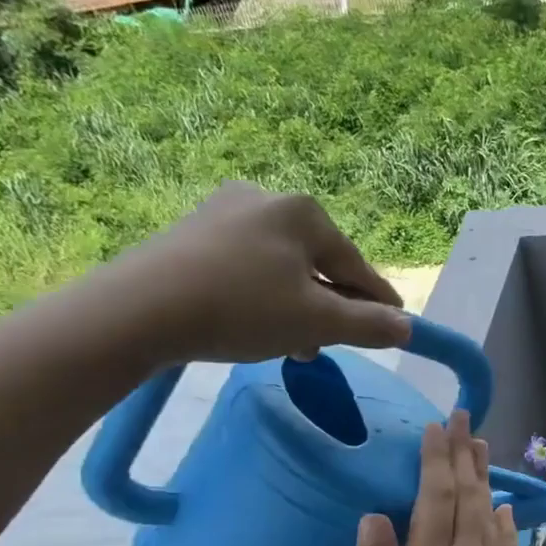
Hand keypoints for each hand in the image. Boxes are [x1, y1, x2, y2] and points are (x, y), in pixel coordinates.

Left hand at [94, 183, 410, 363]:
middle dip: (329, 308)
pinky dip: (261, 296)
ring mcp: (222, 211)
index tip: (396, 326)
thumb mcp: (318, 323)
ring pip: (281, 268)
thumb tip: (406, 328)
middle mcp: (265, 199)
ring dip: (296, 306)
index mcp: (303, 212)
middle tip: (331, 346)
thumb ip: (369, 325)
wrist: (138, 311)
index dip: (378, 301)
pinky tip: (254, 324)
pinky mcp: (190, 232)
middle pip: (318, 264)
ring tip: (293, 345)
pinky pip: (246, 266)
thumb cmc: (242, 309)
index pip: (356, 265)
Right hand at [350, 412, 528, 545]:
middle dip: (463, 454)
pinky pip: (506, 544)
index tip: (436, 427)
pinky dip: (504, 518)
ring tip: (479, 445)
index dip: (436, 460)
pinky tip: (503, 505)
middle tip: (461, 417)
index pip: (436, 500)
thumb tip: (375, 516)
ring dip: (484, 477)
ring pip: (490, 514)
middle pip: (468, 497)